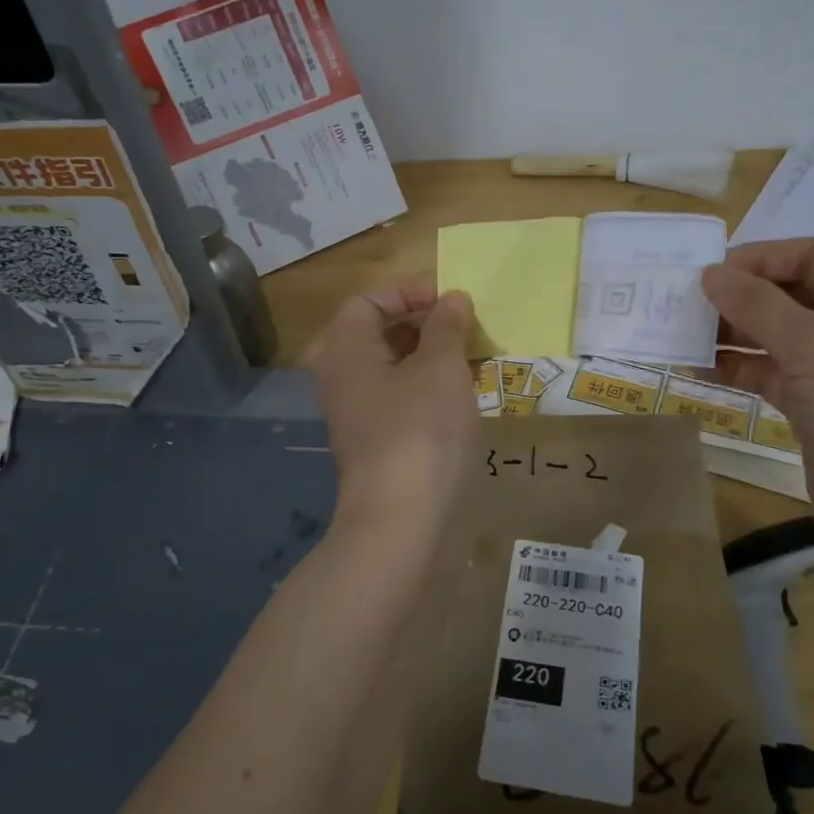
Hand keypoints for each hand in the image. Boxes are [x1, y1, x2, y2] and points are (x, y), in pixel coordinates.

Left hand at [303, 280, 479, 538]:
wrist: (405, 523)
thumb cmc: (420, 431)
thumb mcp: (441, 368)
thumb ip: (447, 326)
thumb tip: (452, 299)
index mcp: (344, 351)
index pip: (367, 301)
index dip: (408, 291)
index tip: (450, 300)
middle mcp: (342, 379)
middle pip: (377, 333)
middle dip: (422, 323)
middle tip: (461, 326)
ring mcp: (359, 414)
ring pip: (393, 368)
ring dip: (431, 356)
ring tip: (472, 357)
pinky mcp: (380, 443)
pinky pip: (402, 399)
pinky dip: (429, 388)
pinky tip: (464, 395)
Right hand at [700, 239, 813, 573]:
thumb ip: (757, 305)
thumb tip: (709, 274)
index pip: (811, 256)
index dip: (758, 259)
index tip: (705, 274)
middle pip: (791, 294)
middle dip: (739, 298)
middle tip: (683, 305)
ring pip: (776, 336)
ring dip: (731, 334)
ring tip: (681, 335)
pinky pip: (771, 374)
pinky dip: (737, 368)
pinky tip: (697, 369)